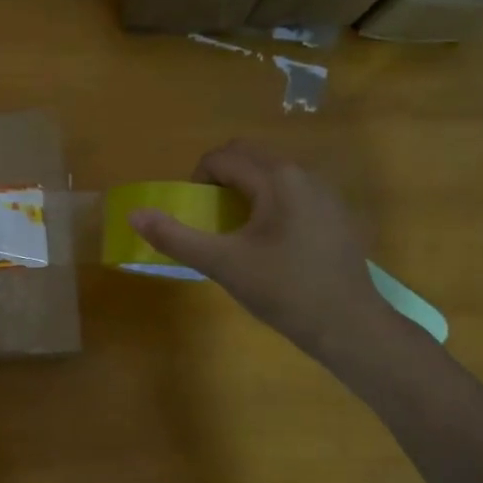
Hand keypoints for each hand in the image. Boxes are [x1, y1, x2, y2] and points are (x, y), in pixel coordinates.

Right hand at [129, 140, 393, 363]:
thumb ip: (176, 237)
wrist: (348, 326)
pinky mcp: (338, 214)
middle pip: (249, 157)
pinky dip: (272, 204)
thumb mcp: (222, 264)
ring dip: (246, 191)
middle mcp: (305, 174)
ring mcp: (326, 193)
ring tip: (239, 233)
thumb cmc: (283, 290)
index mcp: (277, 178)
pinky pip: (294, 193)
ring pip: (273, 174)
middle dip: (221, 180)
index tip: (197, 215)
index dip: (198, 180)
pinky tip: (274, 246)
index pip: (223, 157)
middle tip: (213, 220)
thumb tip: (134, 215)